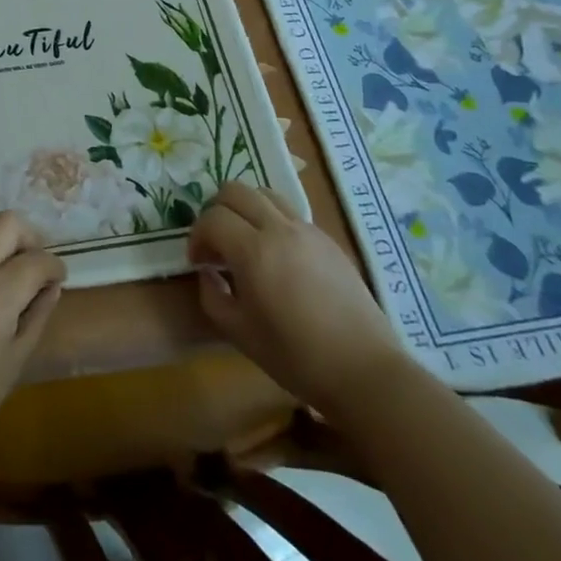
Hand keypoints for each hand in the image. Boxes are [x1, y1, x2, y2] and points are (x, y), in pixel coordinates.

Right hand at [189, 183, 406, 413]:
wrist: (363, 369)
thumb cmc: (295, 356)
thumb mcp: (239, 333)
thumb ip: (212, 295)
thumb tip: (207, 272)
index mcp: (254, 251)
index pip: (212, 218)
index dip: (197, 236)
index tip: (198, 262)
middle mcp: (280, 229)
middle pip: (235, 191)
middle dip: (216, 211)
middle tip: (215, 243)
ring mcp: (307, 230)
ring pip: (264, 193)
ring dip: (244, 209)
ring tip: (243, 241)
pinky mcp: (327, 239)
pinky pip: (289, 212)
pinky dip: (270, 219)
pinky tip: (275, 255)